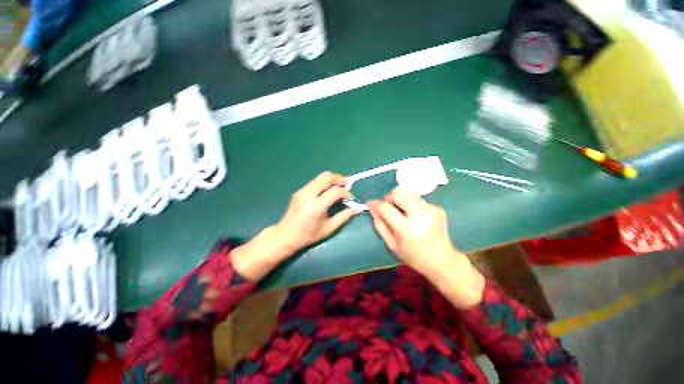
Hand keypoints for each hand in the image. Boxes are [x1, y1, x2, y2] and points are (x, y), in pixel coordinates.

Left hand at [232, 172, 357, 280]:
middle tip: (348, 184)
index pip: (335, 191)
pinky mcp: (300, 190)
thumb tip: (356, 208)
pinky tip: (329, 189)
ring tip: (341, 185)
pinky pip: (315, 181)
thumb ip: (344, 217)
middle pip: (326, 177)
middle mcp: (308, 194)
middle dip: (340, 178)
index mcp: (316, 206)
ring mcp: (302, 191)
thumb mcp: (328, 228)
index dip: (345, 193)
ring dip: (333, 179)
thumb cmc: (308, 235)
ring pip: (320, 177)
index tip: (350, 198)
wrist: (285, 235)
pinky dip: (325, 182)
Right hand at [367, 187, 484, 308]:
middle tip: (389, 207)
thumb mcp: (392, 245)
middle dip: (389, 197)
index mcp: (407, 229)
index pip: (386, 208)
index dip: (376, 204)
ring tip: (402, 213)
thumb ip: (380, 225)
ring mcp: (431, 210)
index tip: (370, 203)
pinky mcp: (437, 208)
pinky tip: (414, 216)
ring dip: (400, 200)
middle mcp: (420, 215)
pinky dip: (411, 205)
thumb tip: (372, 208)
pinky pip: (417, 199)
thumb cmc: (414, 256)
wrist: (443, 261)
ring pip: (408, 193)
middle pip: (399, 192)